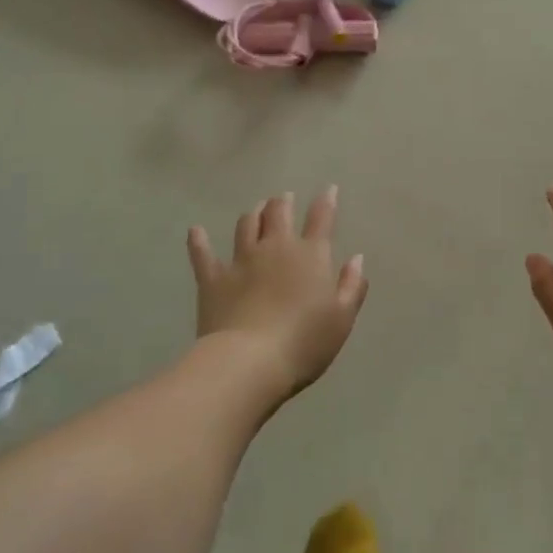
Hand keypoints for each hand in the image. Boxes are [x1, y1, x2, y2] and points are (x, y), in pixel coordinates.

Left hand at [188, 187, 367, 399]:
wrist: (249, 362)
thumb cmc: (304, 342)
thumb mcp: (342, 319)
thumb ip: (351, 286)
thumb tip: (356, 258)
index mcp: (310, 256)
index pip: (321, 219)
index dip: (326, 201)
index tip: (328, 189)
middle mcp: (275, 248)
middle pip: (279, 213)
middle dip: (283, 202)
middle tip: (284, 198)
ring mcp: (241, 261)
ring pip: (246, 225)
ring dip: (253, 214)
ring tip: (256, 210)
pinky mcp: (213, 279)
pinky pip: (203, 254)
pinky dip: (199, 241)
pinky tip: (196, 231)